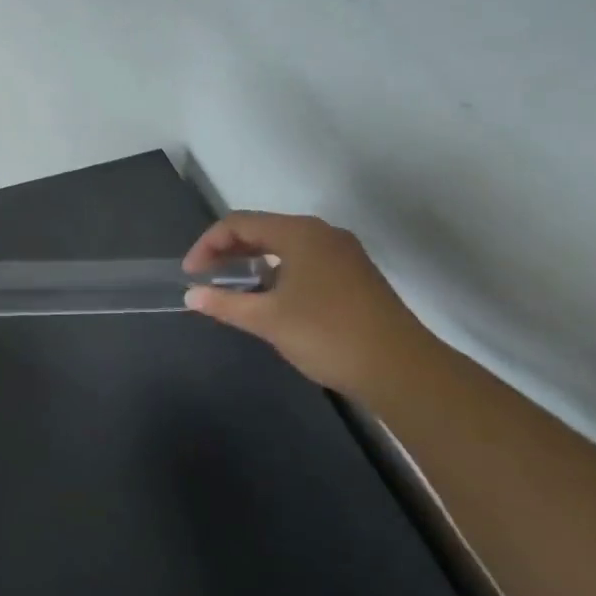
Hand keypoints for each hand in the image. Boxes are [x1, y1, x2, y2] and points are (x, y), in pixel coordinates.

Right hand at [182, 211, 436, 396]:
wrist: (404, 371)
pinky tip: (272, 298)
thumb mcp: (268, 320)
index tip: (191, 274)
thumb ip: (225, 304)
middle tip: (206, 276)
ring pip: (286, 246)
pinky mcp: (356, 276)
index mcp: (299, 233)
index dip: (208, 244)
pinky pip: (305, 261)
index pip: (239, 224)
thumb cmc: (328, 334)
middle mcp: (322, 234)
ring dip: (254, 261)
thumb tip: (192, 296)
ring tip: (234, 287)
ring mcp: (344, 254)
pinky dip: (279, 271)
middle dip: (229, 251)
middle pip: (263, 230)